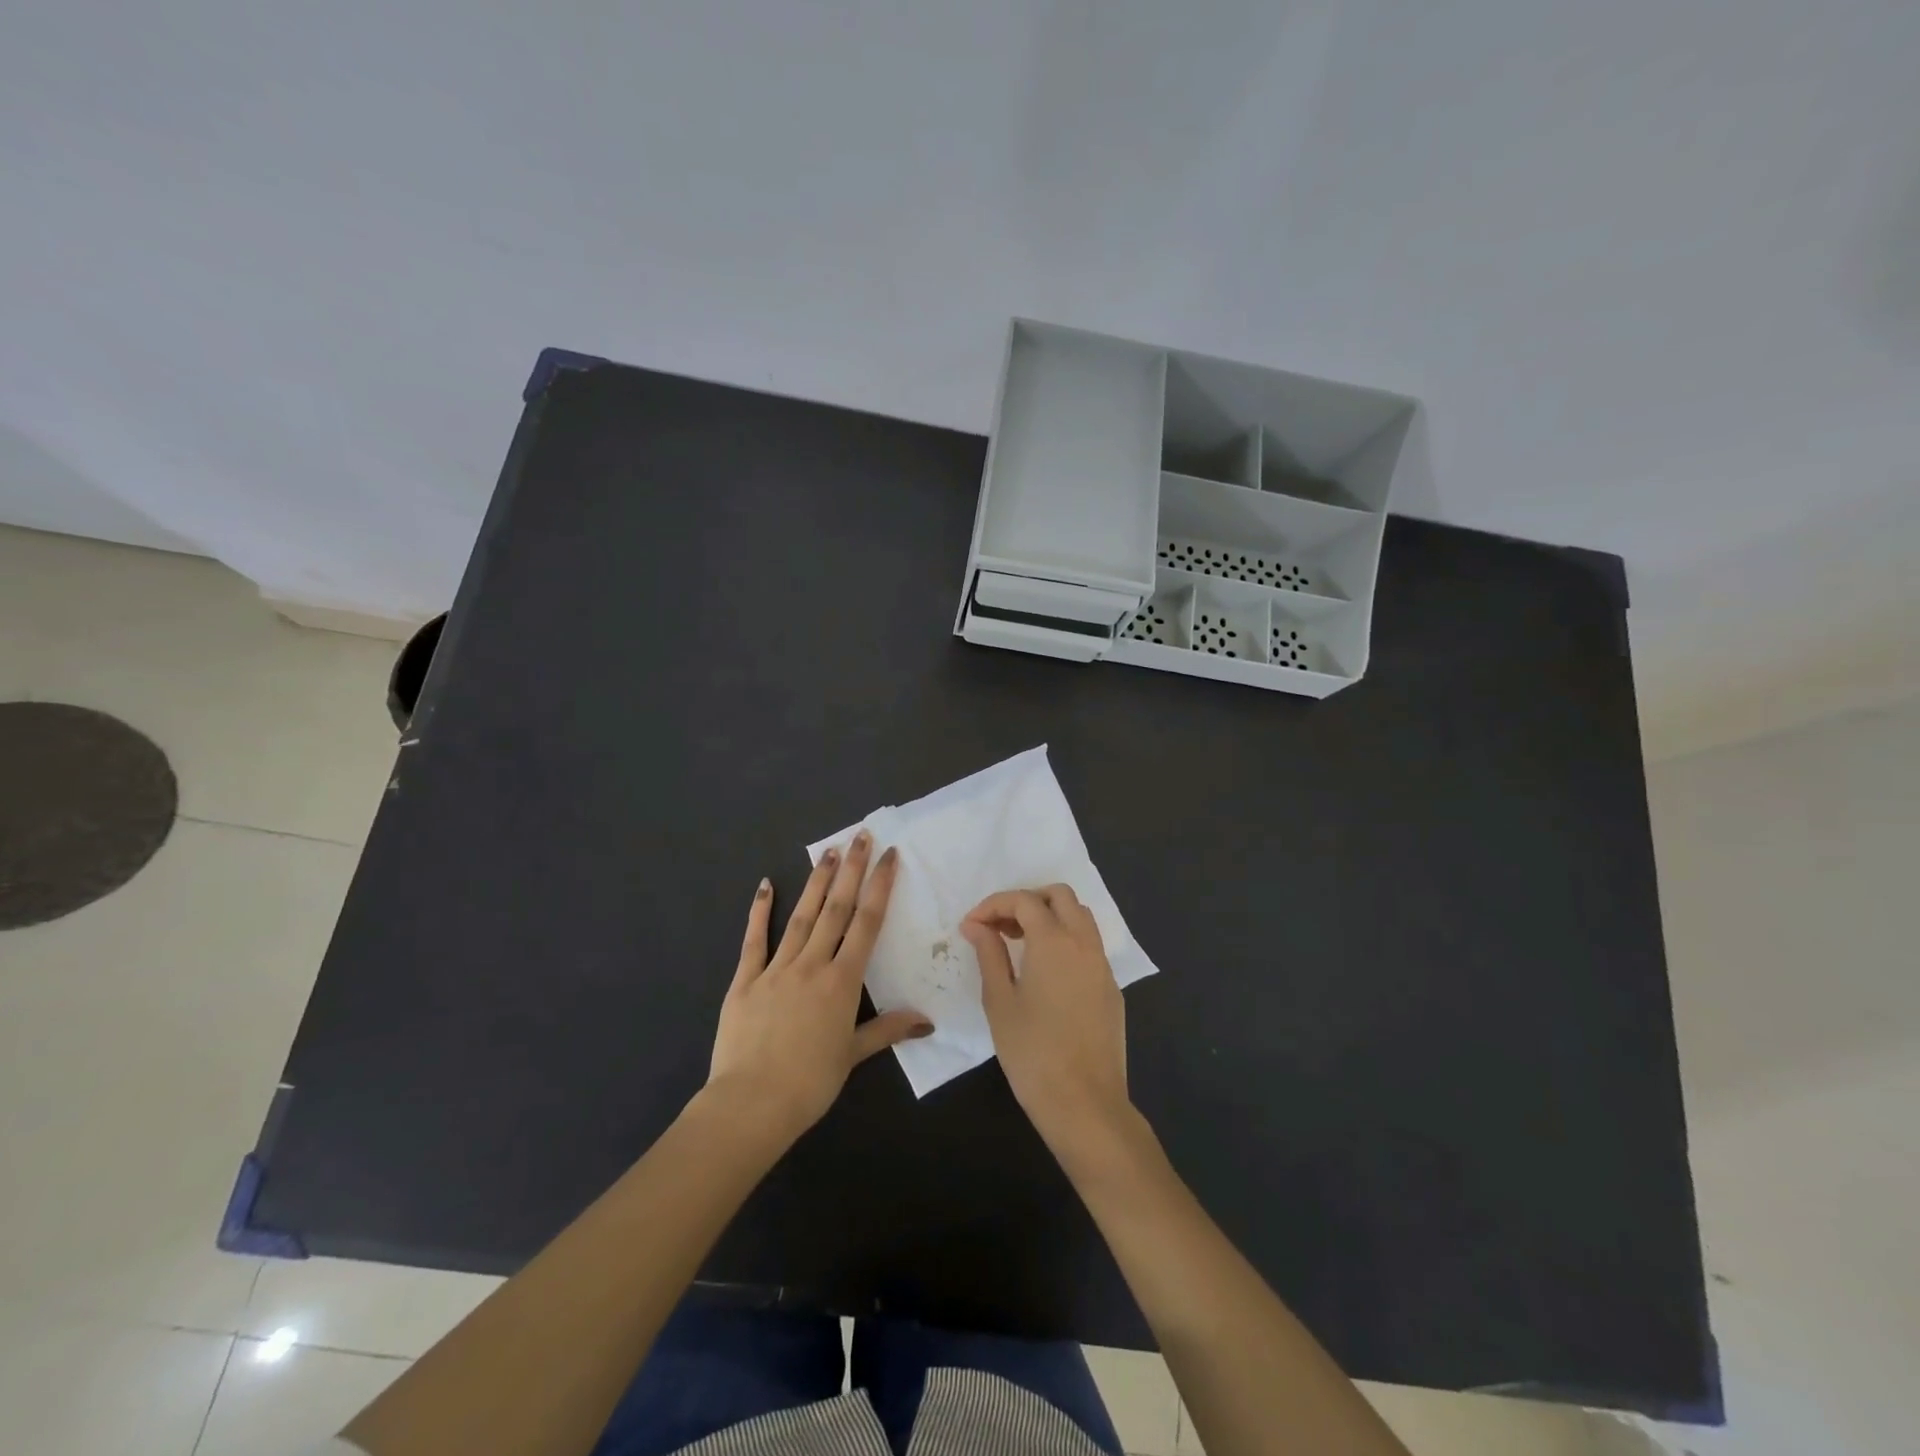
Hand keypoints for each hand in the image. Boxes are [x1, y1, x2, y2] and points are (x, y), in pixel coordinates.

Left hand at [707, 832, 932, 1143]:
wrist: (751, 1104)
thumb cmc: (809, 1083)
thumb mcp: (853, 1056)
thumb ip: (888, 1030)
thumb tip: (927, 1021)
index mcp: (842, 981)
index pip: (866, 924)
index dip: (879, 887)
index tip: (888, 856)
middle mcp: (812, 965)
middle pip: (836, 909)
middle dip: (851, 870)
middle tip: (860, 836)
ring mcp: (776, 968)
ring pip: (801, 916)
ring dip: (817, 881)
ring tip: (828, 851)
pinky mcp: (744, 980)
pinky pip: (754, 940)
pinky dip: (760, 911)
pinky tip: (766, 885)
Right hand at [962, 885, 1134, 1165]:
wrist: (1085, 1103)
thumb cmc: (1032, 1053)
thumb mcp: (999, 1001)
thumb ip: (989, 954)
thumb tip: (976, 925)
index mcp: (1054, 941)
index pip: (1024, 900)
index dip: (993, 905)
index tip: (971, 926)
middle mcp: (1084, 943)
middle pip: (1060, 895)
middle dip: (1027, 900)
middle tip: (1000, 927)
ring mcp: (1103, 965)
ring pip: (1080, 917)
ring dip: (1049, 916)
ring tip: (1019, 944)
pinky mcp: (1111, 987)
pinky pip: (1089, 945)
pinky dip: (1066, 940)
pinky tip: (1045, 971)